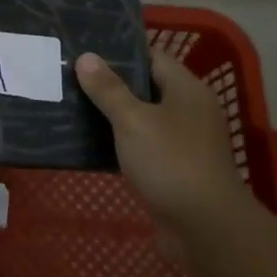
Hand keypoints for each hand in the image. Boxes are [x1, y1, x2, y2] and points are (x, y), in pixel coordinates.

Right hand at [76, 49, 239, 227]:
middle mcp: (189, 111)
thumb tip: (87, 57)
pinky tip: (89, 143)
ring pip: (142, 119)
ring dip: (113, 116)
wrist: (205, 228)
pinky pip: (142, 147)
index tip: (86, 48)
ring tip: (73, 106)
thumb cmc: (171, 162)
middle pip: (146, 88)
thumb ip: (108, 89)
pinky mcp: (174, 170)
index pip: (152, 57)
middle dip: (111, 84)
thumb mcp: (133, 120)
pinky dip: (120, 143)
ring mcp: (184, 142)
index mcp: (187, 89)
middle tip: (72, 76)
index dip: (120, 52)